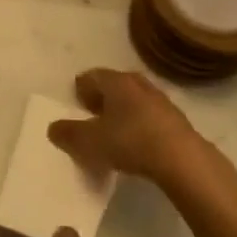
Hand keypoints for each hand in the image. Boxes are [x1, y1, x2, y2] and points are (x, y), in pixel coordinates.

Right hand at [47, 68, 236, 192]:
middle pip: (114, 85)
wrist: (183, 160)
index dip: (80, 89)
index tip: (76, 105)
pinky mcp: (177, 121)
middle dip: (102, 98)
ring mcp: (161, 101)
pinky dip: (140, 125)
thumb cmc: (130, 142)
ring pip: (134, 100)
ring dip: (123, 112)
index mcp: (116, 82)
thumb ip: (67, 134)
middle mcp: (138, 84)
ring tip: (114, 133)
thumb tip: (54, 128)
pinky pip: (150, 117)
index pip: (91, 76)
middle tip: (93, 116)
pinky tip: (137, 145)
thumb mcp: (88, 142)